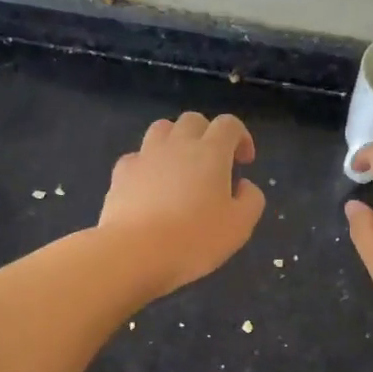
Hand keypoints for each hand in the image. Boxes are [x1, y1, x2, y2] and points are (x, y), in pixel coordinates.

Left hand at [100, 112, 264, 296]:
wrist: (135, 251)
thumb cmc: (195, 238)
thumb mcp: (240, 225)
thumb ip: (251, 199)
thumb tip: (243, 185)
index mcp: (211, 152)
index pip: (229, 124)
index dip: (240, 137)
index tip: (244, 162)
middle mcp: (177, 145)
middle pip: (193, 120)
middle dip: (207, 134)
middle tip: (212, 163)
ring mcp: (145, 156)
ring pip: (162, 129)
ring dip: (175, 141)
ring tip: (180, 168)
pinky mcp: (121, 173)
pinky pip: (137, 156)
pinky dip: (148, 164)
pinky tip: (150, 187)